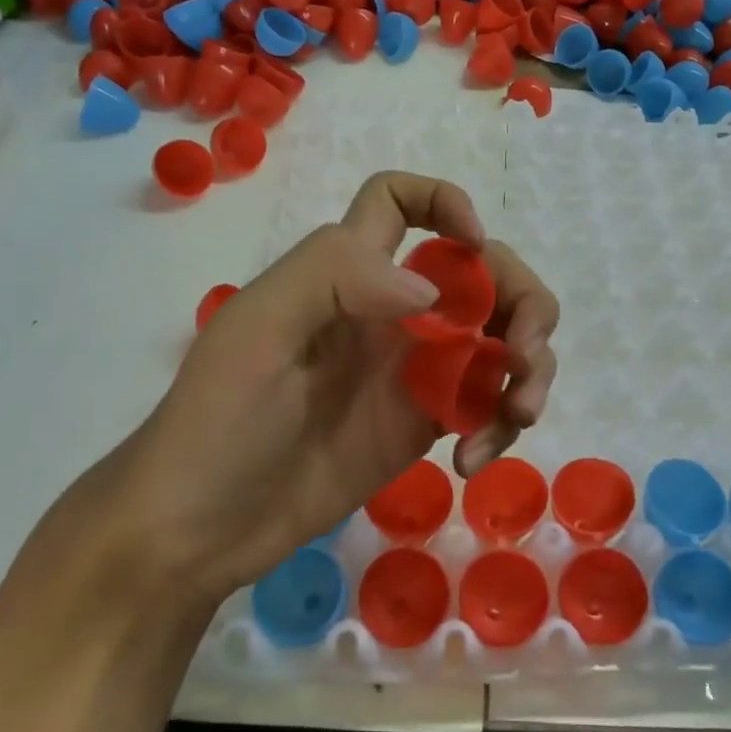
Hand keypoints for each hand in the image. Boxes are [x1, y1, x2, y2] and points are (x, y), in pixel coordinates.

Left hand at [71, 172, 558, 604]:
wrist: (202, 529)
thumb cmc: (218, 419)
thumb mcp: (258, 330)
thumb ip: (338, 278)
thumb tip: (434, 294)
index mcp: (350, 272)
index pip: (399, 203)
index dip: (445, 202)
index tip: (474, 246)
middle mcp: (392, 310)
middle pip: (484, 273)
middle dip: (523, 302)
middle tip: (524, 356)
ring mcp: (415, 369)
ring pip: (501, 338)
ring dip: (528, 369)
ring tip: (518, 416)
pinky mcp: (426, 423)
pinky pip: (488, 403)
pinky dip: (499, 424)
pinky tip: (471, 461)